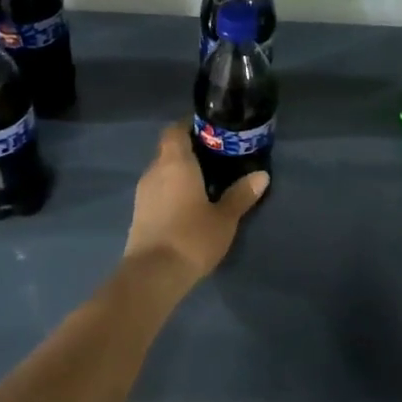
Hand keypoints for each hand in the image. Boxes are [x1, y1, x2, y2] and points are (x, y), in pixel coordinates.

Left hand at [123, 121, 268, 284]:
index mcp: (175, 163)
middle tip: (217, 158)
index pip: (175, 130)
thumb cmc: (192, 237)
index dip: (190, 126)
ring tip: (207, 182)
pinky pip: (158, 191)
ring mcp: (143, 193)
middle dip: (190, 151)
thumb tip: (261, 175)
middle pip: (169, 150)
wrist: (153, 275)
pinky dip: (172, 191)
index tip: (211, 131)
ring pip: (162, 172)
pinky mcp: (139, 214)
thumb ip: (241, 194)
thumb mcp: (225, 218)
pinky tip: (190, 204)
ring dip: (180, 173)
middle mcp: (154, 171)